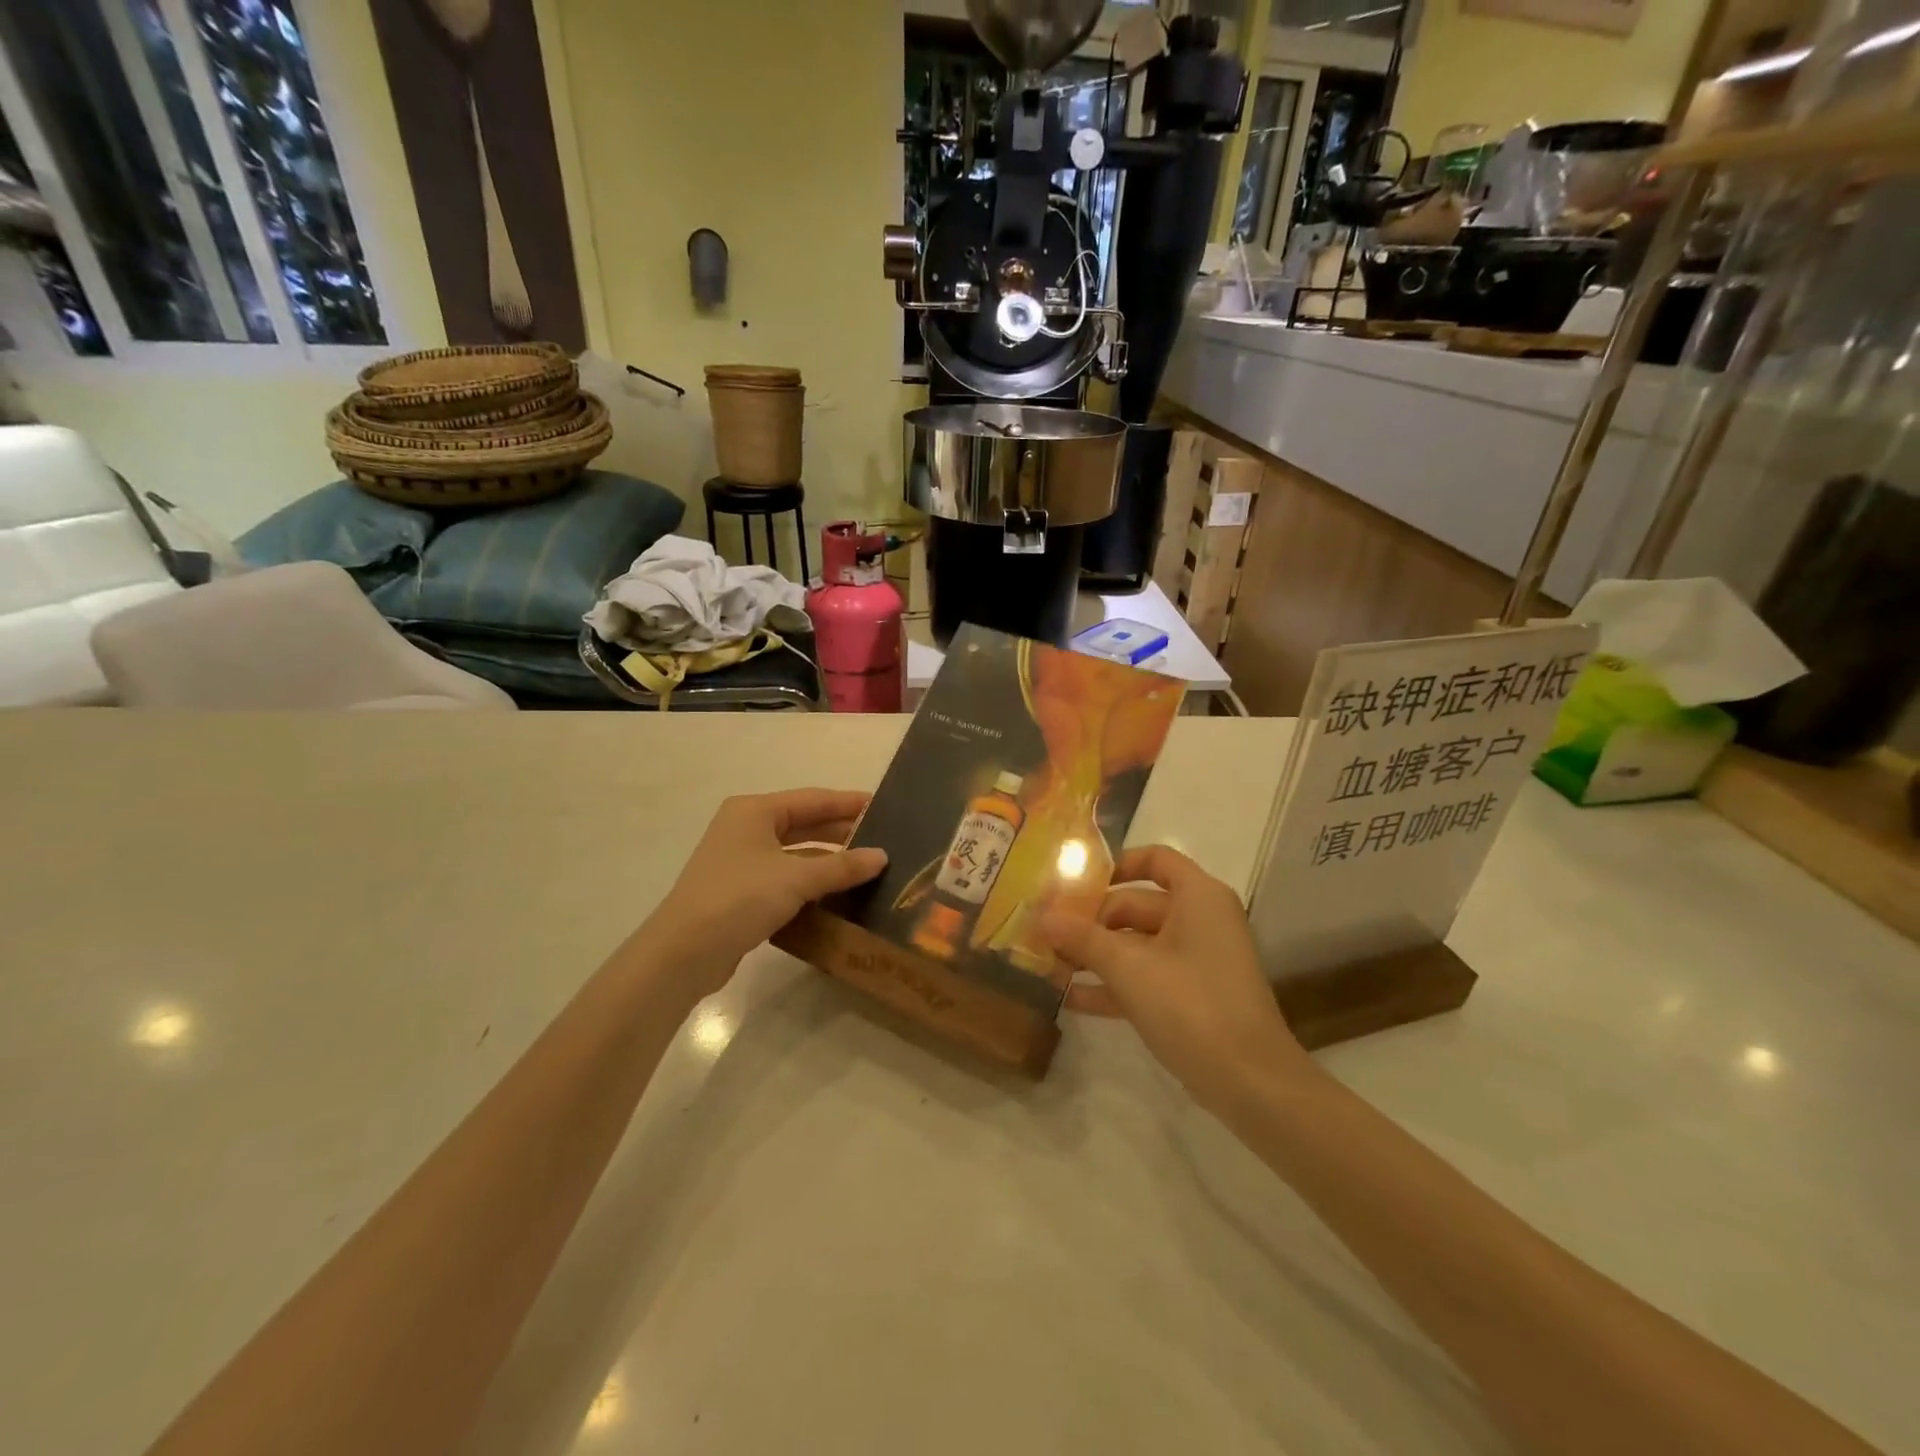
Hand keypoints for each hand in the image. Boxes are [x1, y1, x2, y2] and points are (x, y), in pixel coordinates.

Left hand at [632, 789, 886, 1003]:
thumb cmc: (739, 898)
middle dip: (842, 831)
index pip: (813, 799)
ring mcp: (741, 861)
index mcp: (755, 811)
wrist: (683, 953)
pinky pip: (785, 878)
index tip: (884, 806)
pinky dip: (811, 883)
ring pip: (795, 853)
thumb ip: (842, 866)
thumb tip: (882, 856)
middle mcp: (746, 829)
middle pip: (804, 824)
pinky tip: (838, 894)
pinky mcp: (741, 892)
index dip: (849, 803)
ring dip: (828, 860)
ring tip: (868, 867)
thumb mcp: (796, 878)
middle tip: (883, 839)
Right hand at [1042, 845, 1309, 1110]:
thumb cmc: (1191, 1005)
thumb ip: (1083, 938)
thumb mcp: (1129, 968)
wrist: (1250, 1084)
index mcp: (1198, 897)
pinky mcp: (1190, 998)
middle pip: (1136, 905)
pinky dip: (1112, 984)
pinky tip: (1069, 998)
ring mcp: (1196, 961)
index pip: (1155, 859)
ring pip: (1136, 945)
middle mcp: (1199, 920)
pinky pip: (1144, 978)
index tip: (1075, 882)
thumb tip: (1042, 917)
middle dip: (1090, 921)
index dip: (1115, 865)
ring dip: (1094, 955)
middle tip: (1045, 933)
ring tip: (1047, 964)